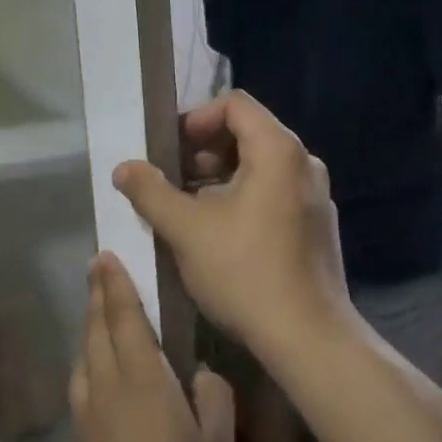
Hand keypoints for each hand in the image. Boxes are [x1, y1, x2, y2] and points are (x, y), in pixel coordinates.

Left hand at [66, 254, 233, 441]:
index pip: (124, 317)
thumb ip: (212, 399)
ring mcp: (88, 420)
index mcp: (141, 380)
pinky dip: (87, 360)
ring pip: (84, 356)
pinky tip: (96, 371)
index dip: (115, 284)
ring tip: (97, 312)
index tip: (105, 255)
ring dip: (89, 327)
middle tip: (98, 268)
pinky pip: (82, 384)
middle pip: (96, 330)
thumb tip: (201, 375)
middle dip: (97, 296)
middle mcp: (107, 389)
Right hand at [114, 92, 354, 361]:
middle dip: (205, 151)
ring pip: (261, 167)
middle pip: (249, 133)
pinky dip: (245, 198)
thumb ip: (150, 192)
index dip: (196, 119)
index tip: (170, 149)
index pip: (235, 104)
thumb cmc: (245, 272)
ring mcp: (316, 195)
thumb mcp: (186, 229)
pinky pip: (276, 192)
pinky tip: (221, 234)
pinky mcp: (318, 225)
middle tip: (172, 180)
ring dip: (222, 178)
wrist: (307, 337)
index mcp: (278, 149)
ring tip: (189, 209)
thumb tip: (123, 168)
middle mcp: (304, 163)